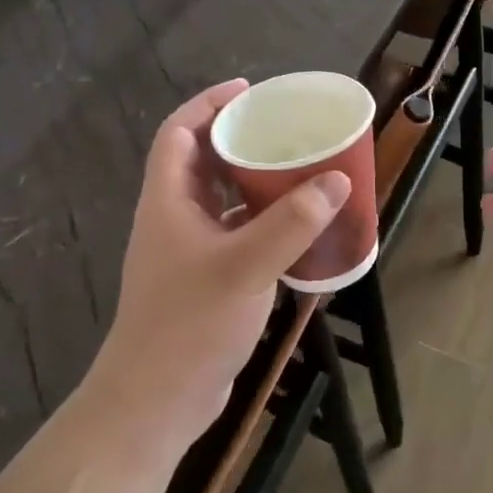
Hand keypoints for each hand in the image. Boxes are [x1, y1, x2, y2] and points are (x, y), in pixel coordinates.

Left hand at [89, 80, 349, 455]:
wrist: (156, 401)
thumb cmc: (190, 323)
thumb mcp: (245, 265)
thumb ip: (292, 223)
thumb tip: (336, 180)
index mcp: (168, 201)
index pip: (180, 133)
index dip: (208, 104)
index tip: (248, 91)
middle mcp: (174, 219)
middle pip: (203, 162)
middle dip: (239, 140)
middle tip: (284, 130)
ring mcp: (188, 253)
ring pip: (222, 201)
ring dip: (254, 184)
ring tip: (298, 171)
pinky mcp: (206, 281)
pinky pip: (236, 235)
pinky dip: (262, 224)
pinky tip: (297, 229)